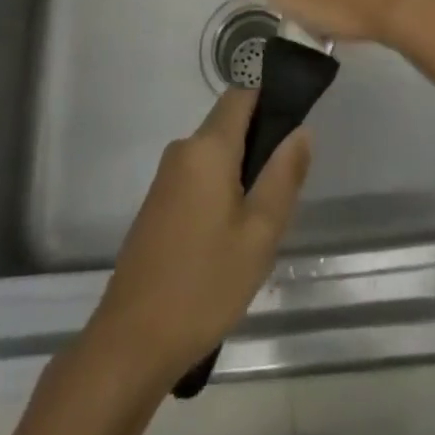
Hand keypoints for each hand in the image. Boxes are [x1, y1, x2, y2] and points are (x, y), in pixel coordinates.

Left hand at [88, 87, 310, 381]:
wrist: (132, 341)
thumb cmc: (204, 284)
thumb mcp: (259, 234)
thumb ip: (283, 176)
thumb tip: (301, 130)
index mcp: (208, 147)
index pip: (242, 93)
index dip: (271, 95)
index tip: (298, 115)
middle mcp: (183, 150)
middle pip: (228, 123)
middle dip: (260, 141)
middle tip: (287, 185)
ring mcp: (166, 177)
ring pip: (215, 153)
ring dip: (241, 170)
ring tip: (263, 219)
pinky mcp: (158, 203)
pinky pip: (198, 176)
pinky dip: (221, 189)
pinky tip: (232, 235)